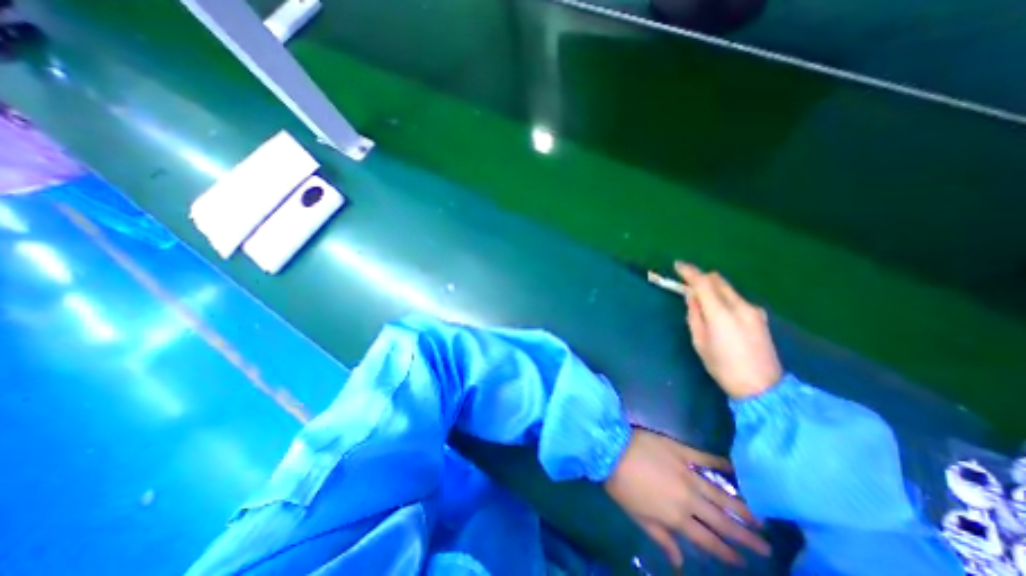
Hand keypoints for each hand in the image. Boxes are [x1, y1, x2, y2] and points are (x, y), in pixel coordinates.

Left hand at [604, 428, 769, 565]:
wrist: (611, 449)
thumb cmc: (621, 484)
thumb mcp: (637, 516)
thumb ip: (661, 537)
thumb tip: (680, 562)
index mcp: (676, 517)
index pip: (707, 540)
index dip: (726, 552)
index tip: (742, 560)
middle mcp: (688, 498)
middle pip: (721, 521)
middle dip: (744, 535)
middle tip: (766, 546)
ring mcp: (686, 473)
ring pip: (719, 494)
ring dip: (741, 507)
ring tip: (760, 518)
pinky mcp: (681, 450)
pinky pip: (705, 458)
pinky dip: (721, 464)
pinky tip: (735, 470)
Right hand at [679, 261, 783, 399]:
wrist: (762, 387)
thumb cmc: (722, 366)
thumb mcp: (699, 341)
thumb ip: (694, 314)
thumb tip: (691, 296)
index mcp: (721, 313)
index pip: (703, 283)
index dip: (689, 272)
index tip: (677, 266)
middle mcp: (740, 305)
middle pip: (718, 280)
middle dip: (701, 277)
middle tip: (687, 284)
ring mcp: (753, 310)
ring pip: (728, 288)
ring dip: (712, 288)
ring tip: (702, 301)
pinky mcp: (760, 316)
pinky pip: (736, 298)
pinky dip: (723, 297)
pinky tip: (719, 312)